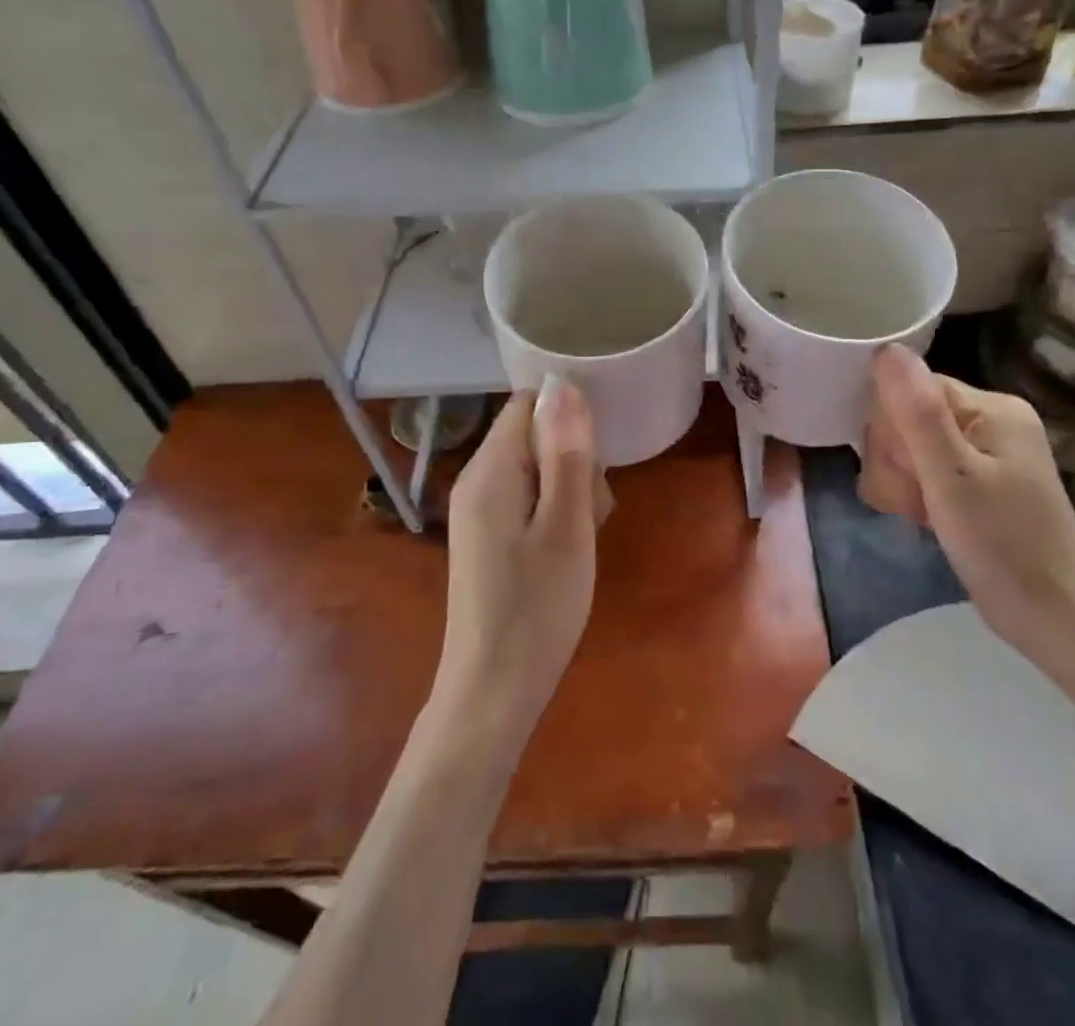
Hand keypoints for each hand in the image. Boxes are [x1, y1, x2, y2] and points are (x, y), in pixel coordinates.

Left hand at [435, 382, 605, 747]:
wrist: (493, 691)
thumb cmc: (537, 606)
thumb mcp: (567, 524)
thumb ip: (567, 452)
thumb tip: (564, 383)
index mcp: (490, 469)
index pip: (528, 403)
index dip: (568, 416)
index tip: (598, 455)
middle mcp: (476, 480)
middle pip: (533, 434)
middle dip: (574, 458)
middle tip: (593, 509)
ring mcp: (479, 510)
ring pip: (536, 468)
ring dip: (570, 487)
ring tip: (585, 534)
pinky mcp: (487, 536)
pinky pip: (527, 498)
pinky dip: (555, 512)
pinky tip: (569, 548)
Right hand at [859, 346, 1074, 719]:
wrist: (1055, 619)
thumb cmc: (1004, 546)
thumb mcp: (952, 478)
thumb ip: (918, 413)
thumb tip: (886, 349)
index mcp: (991, 407)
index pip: (910, 388)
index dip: (891, 429)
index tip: (906, 471)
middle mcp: (989, 418)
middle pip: (906, 415)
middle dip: (896, 460)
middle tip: (918, 500)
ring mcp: (984, 450)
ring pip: (908, 445)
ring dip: (901, 481)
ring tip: (923, 514)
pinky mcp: (976, 479)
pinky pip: (923, 468)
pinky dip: (915, 493)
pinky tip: (926, 517)